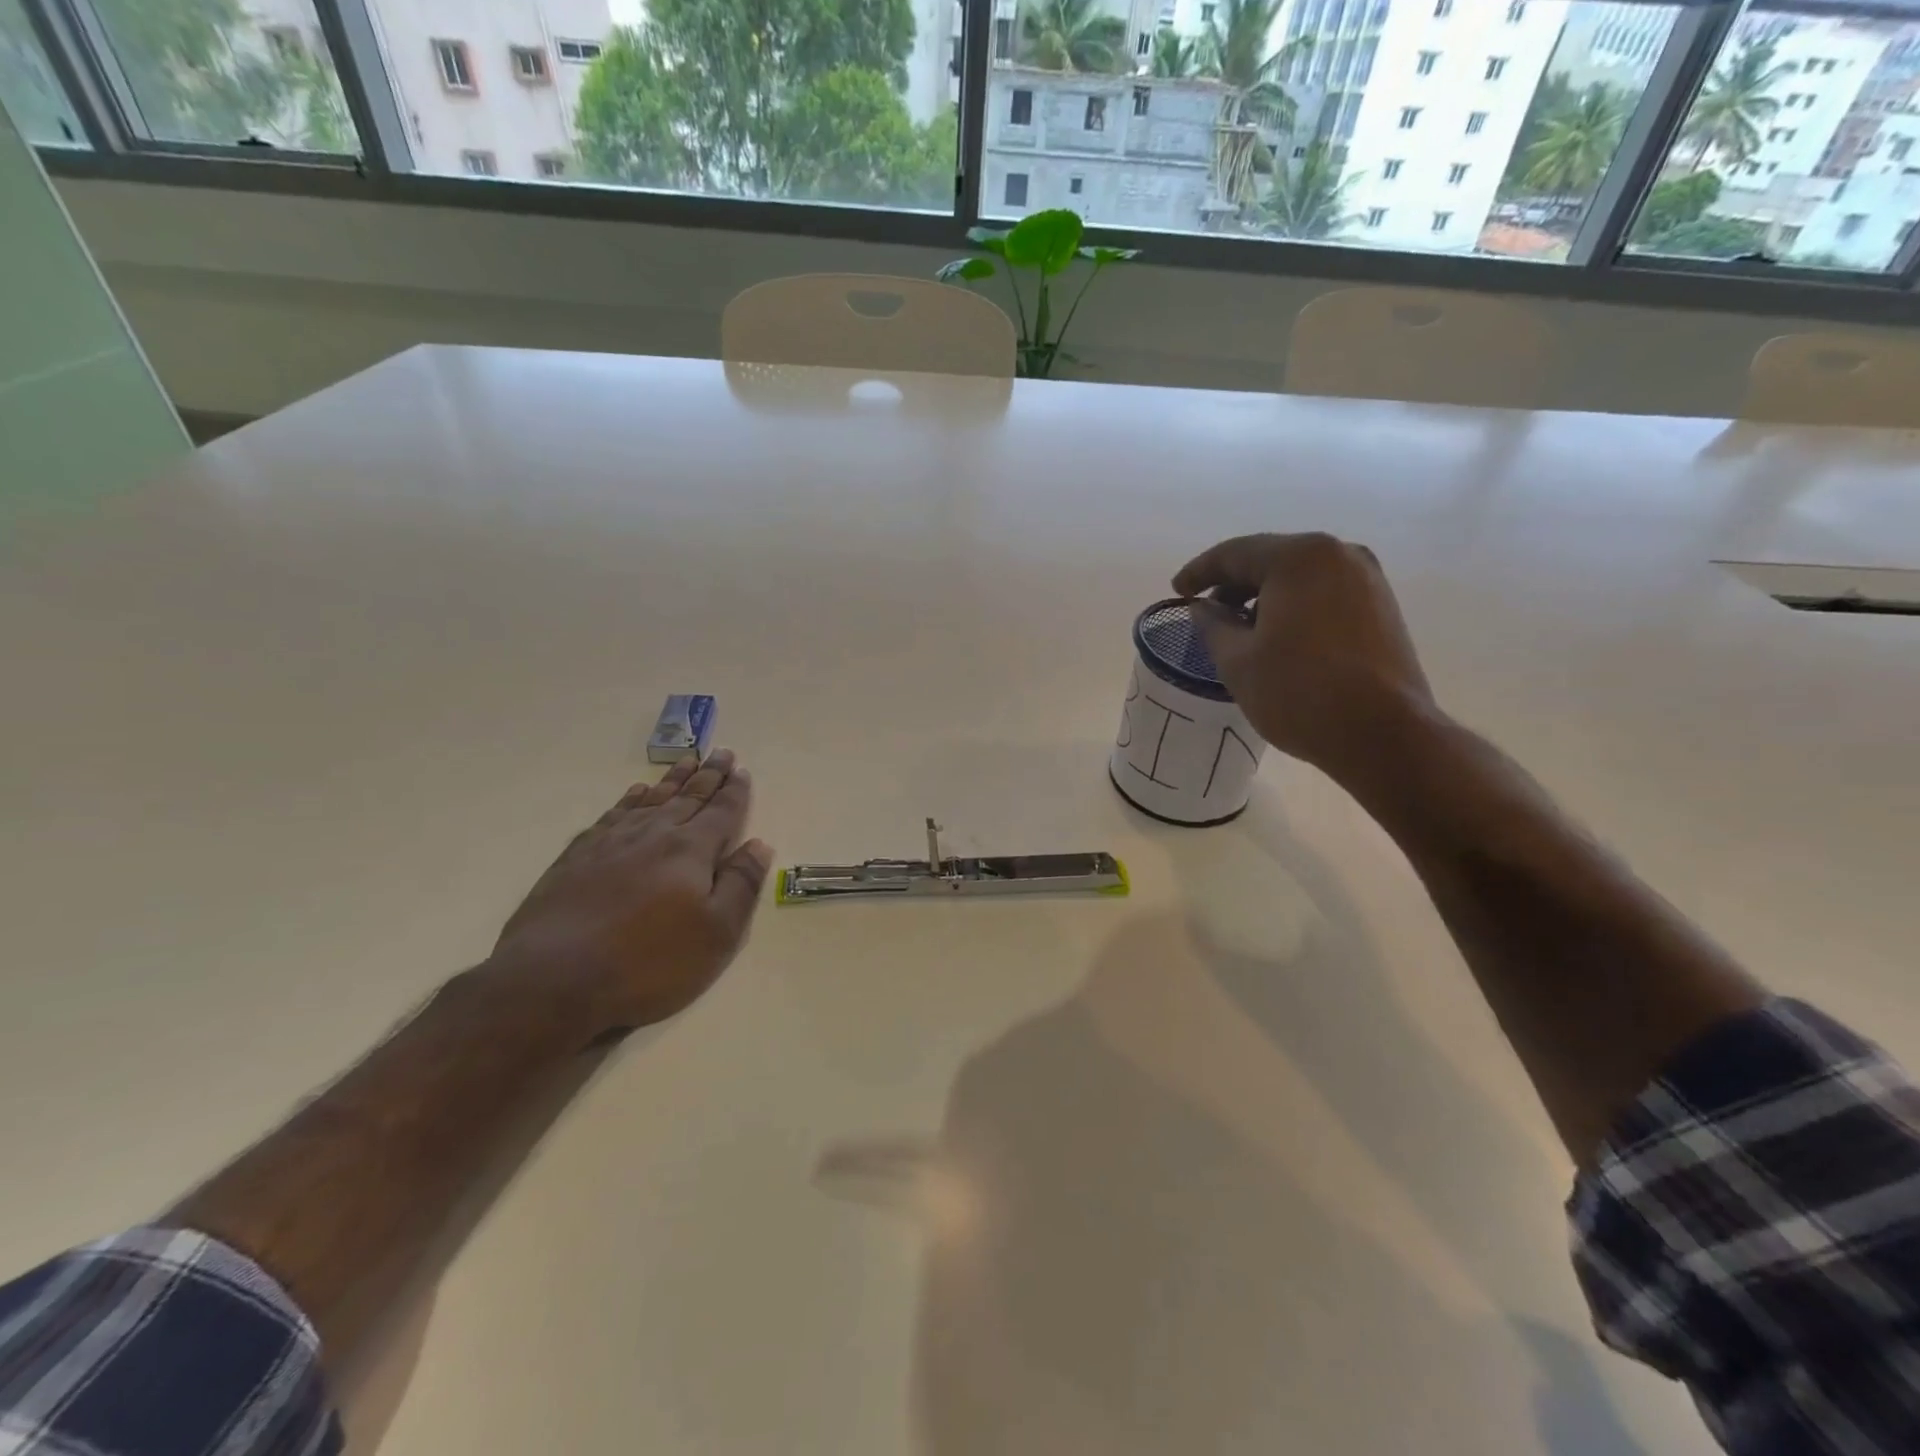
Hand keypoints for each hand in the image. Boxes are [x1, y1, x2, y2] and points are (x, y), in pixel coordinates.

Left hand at [491, 750, 772, 1035]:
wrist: (552, 981)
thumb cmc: (648, 963)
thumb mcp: (716, 934)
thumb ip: (741, 885)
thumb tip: (759, 844)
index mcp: (690, 851)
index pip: (721, 812)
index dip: (735, 791)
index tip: (742, 769)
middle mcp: (653, 835)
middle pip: (688, 797)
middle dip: (708, 775)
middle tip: (721, 752)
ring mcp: (611, 843)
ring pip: (651, 800)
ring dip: (672, 779)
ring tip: (687, 760)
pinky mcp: (577, 857)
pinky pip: (613, 815)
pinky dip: (629, 799)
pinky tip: (636, 794)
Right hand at [1173, 533, 1435, 783]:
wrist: (1383, 733)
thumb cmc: (1299, 692)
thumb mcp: (1237, 660)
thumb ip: (1212, 625)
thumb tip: (1203, 608)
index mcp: (1299, 558)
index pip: (1234, 553)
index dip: (1199, 572)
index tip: (1176, 592)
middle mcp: (1338, 555)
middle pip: (1270, 559)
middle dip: (1233, 584)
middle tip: (1205, 613)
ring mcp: (1367, 579)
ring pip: (1299, 577)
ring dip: (1263, 597)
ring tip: (1239, 630)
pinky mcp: (1381, 606)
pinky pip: (1323, 594)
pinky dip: (1293, 607)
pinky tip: (1277, 637)